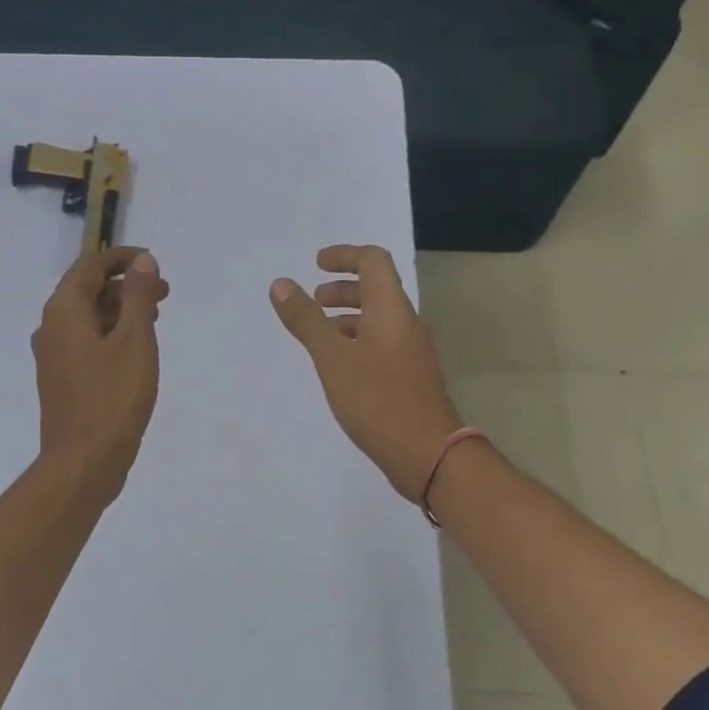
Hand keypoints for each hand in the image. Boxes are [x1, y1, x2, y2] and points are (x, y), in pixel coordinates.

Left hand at [33, 246, 167, 502]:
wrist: (83, 462)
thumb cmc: (112, 398)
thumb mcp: (135, 341)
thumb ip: (139, 297)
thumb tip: (143, 262)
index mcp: (64, 311)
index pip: (90, 265)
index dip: (123, 258)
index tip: (154, 262)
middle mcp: (51, 328)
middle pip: (87, 290)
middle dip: (126, 286)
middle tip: (164, 294)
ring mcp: (53, 357)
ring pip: (87, 319)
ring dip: (120, 312)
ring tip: (155, 321)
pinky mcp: (61, 381)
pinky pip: (86, 343)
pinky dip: (111, 336)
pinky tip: (135, 353)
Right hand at [270, 244, 463, 501]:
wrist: (428, 453)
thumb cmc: (377, 399)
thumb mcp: (333, 358)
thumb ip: (306, 320)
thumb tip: (281, 284)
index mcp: (391, 310)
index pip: (374, 261)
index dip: (345, 256)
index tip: (316, 264)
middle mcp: (406, 324)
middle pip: (377, 290)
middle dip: (343, 288)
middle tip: (313, 300)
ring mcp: (412, 353)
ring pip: (378, 320)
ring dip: (348, 317)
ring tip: (319, 334)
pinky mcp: (410, 378)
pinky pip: (382, 345)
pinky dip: (357, 341)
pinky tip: (339, 367)